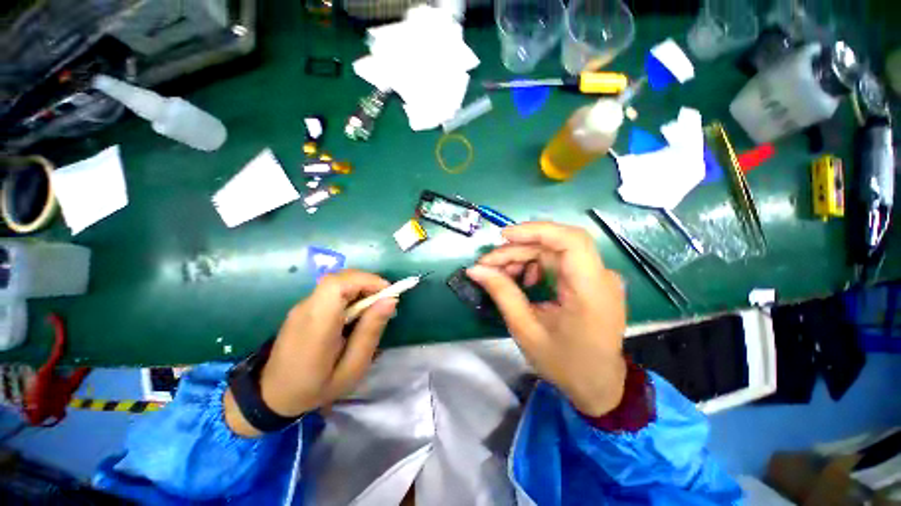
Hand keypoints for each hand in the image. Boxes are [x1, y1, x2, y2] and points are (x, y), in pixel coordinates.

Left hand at [225, 270, 395, 435]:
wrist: (272, 396)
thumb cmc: (316, 387)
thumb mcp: (352, 368)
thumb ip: (370, 332)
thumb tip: (390, 301)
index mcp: (317, 323)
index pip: (338, 284)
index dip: (366, 281)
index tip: (388, 293)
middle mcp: (306, 307)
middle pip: (339, 278)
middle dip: (368, 283)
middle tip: (384, 301)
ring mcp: (302, 305)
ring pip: (337, 281)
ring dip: (360, 287)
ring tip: (373, 308)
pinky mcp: (304, 307)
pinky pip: (331, 290)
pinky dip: (350, 293)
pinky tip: (356, 312)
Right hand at [466, 222, 626, 416]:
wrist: (599, 384)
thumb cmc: (564, 363)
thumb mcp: (526, 330)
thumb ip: (502, 293)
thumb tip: (476, 269)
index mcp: (590, 290)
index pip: (571, 240)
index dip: (536, 231)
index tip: (503, 236)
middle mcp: (600, 276)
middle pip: (555, 245)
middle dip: (518, 249)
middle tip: (489, 263)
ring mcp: (598, 277)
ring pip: (554, 251)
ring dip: (524, 256)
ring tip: (503, 274)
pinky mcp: (591, 280)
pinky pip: (559, 261)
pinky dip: (537, 264)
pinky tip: (525, 280)